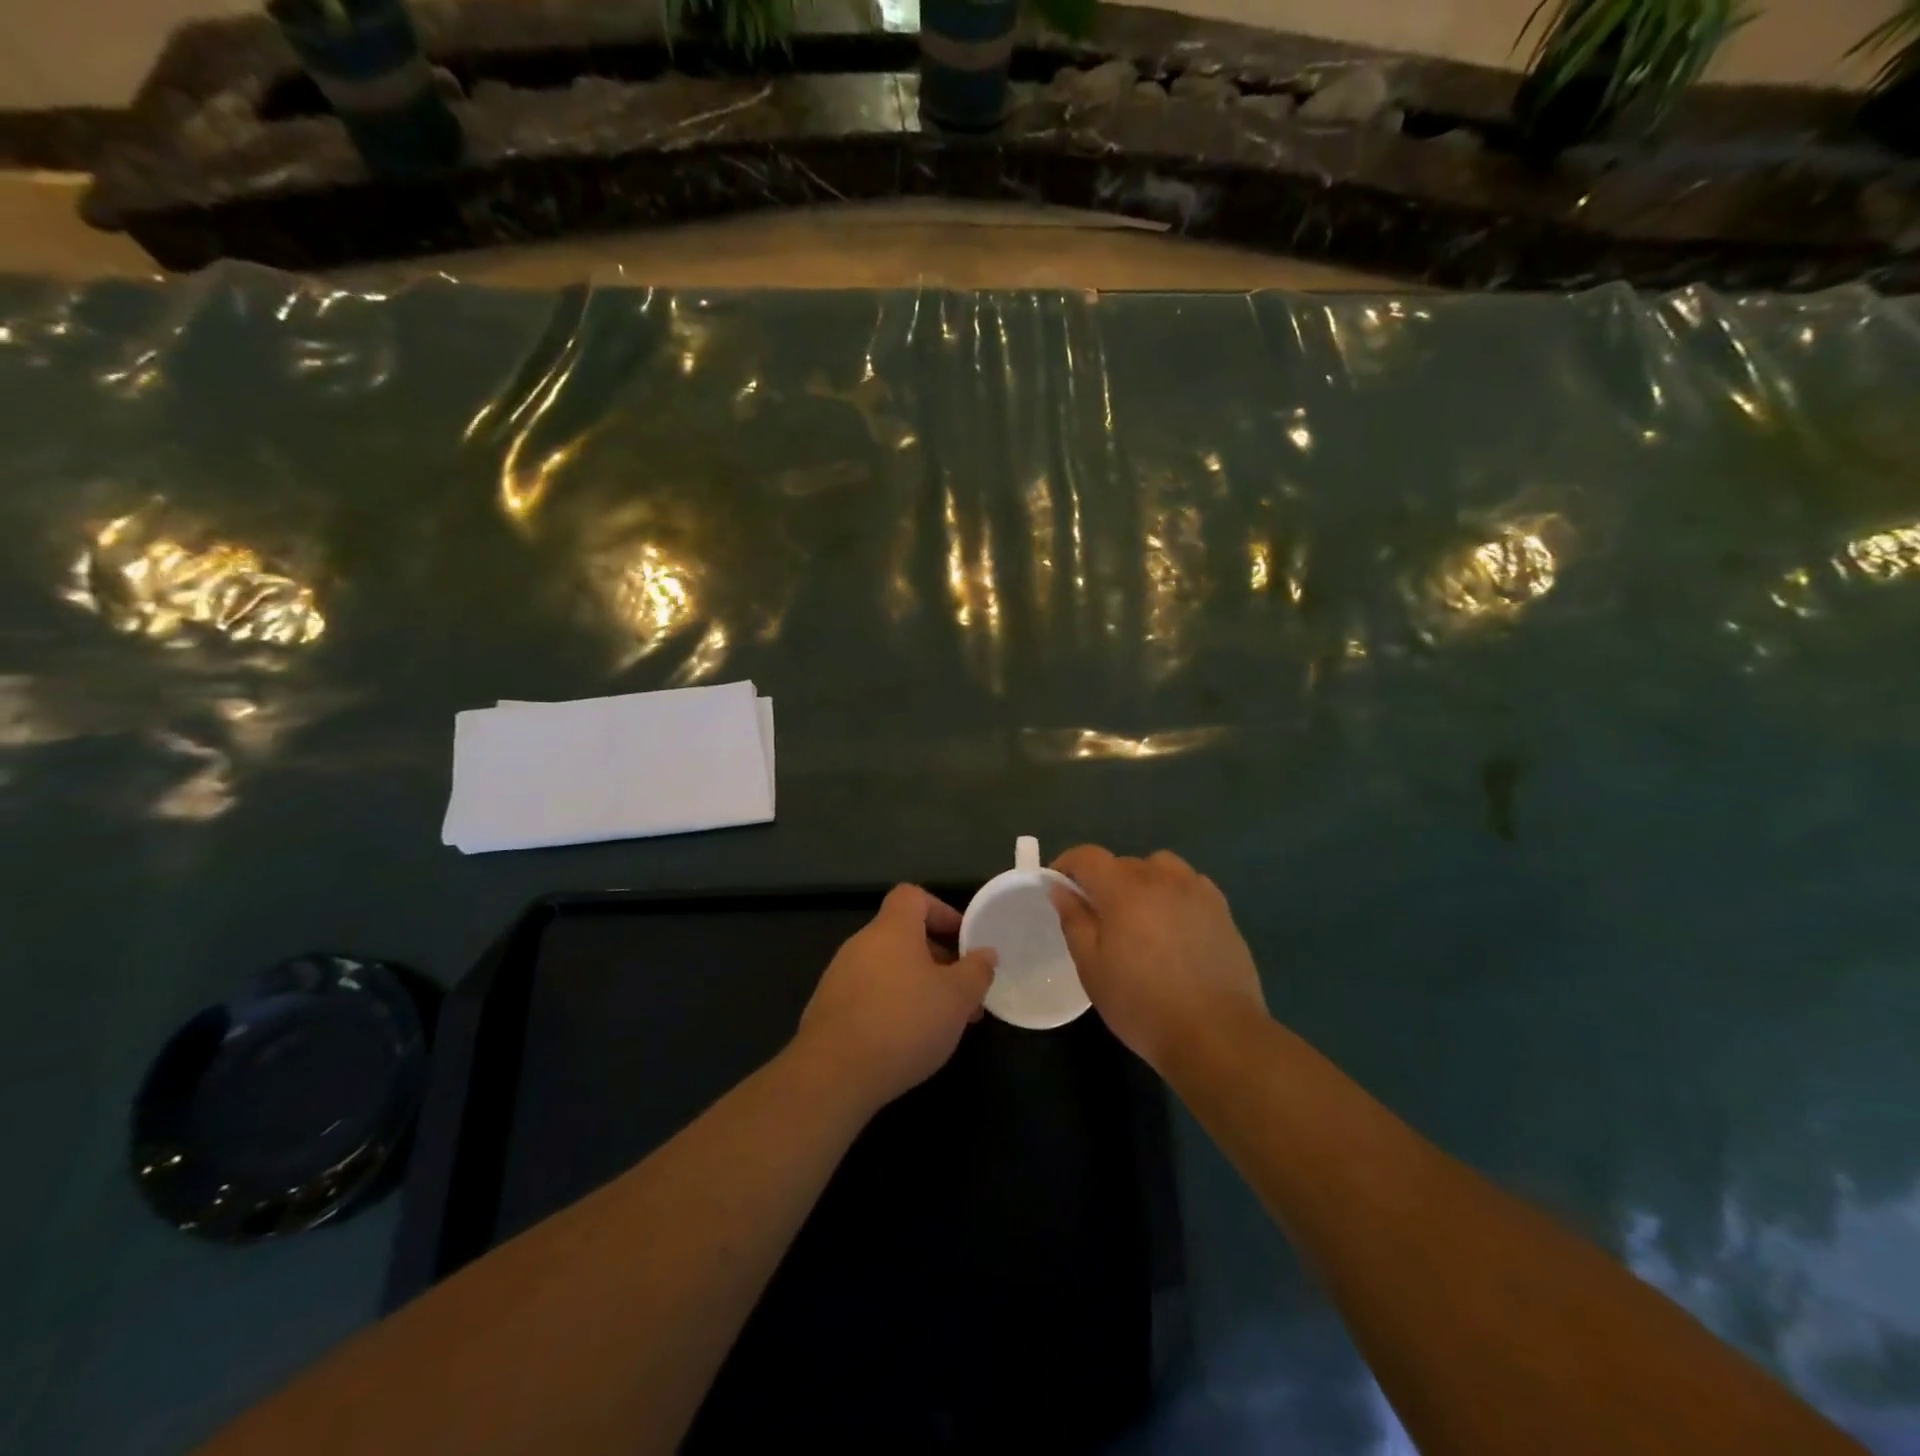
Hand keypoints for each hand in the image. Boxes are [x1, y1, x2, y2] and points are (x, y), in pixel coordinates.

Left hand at [794, 884, 997, 1109]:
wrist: (832, 1075)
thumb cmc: (903, 1023)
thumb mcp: (957, 998)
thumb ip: (976, 971)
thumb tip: (985, 954)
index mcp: (891, 929)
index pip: (912, 896)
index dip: (941, 911)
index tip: (963, 939)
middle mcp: (861, 944)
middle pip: (902, 936)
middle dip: (937, 960)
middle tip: (962, 993)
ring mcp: (839, 977)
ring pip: (887, 969)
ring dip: (916, 987)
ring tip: (941, 1023)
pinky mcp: (828, 1010)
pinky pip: (868, 996)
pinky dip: (891, 1007)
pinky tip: (906, 1042)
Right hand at [1050, 846, 1268, 1075]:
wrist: (1216, 1034)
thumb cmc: (1143, 1004)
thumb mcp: (1092, 968)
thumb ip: (1075, 921)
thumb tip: (1061, 888)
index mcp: (1124, 889)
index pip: (1088, 857)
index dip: (1067, 863)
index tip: (1058, 886)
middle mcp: (1161, 878)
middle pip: (1123, 863)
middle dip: (1103, 881)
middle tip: (1098, 917)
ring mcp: (1196, 891)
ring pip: (1160, 867)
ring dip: (1142, 881)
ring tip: (1140, 916)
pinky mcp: (1221, 910)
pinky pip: (1189, 884)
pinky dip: (1173, 892)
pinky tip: (1174, 925)